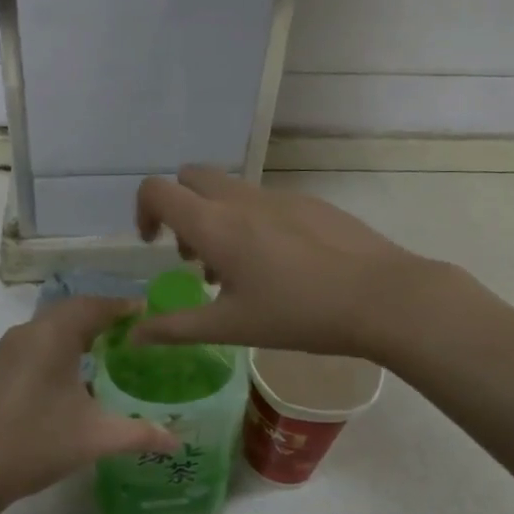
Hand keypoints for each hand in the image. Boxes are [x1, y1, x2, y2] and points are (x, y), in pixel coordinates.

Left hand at [0, 296, 179, 512]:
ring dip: (80, 331)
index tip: (150, 314)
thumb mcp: (94, 438)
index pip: (94, 305)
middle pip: (72, 310)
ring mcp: (8, 350)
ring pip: (52, 327)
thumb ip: (139, 434)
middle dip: (104, 316)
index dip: (124, 306)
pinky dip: (62, 346)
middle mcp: (29, 332)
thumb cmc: (34, 443)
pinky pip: (38, 342)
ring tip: (111, 349)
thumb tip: (177, 439)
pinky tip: (76, 374)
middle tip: (135, 332)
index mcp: (52, 336)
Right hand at [132, 166, 428, 358]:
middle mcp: (240, 199)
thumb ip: (175, 328)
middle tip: (193, 254)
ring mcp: (278, 196)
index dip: (143, 211)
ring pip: (229, 189)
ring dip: (216, 216)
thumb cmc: (297, 314)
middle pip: (191, 177)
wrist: (381, 296)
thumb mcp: (230, 326)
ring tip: (236, 269)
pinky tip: (281, 266)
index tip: (154, 245)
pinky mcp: (308, 202)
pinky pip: (264, 200)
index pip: (157, 190)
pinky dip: (252, 221)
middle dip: (180, 207)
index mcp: (214, 224)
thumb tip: (133, 336)